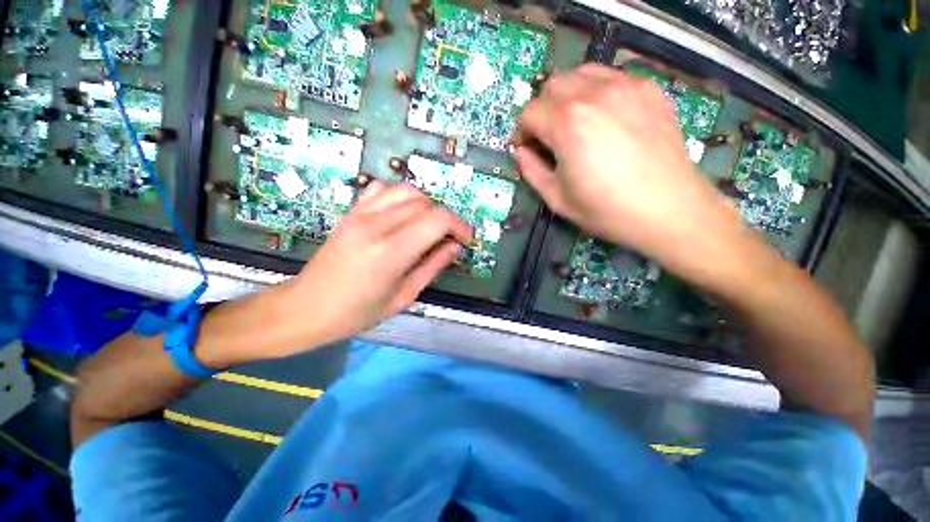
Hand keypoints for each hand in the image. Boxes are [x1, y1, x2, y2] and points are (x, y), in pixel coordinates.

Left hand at [281, 181, 472, 346]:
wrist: (306, 307)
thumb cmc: (357, 313)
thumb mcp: (404, 296)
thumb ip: (433, 266)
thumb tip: (455, 246)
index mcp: (391, 252)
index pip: (438, 220)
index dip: (460, 226)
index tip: (466, 240)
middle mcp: (377, 225)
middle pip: (426, 204)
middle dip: (446, 219)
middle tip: (448, 239)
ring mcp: (360, 215)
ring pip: (407, 191)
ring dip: (426, 206)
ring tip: (428, 226)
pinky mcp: (351, 212)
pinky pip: (382, 190)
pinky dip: (400, 198)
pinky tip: (402, 215)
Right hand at [513, 64, 740, 264]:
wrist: (669, 210)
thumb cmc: (607, 210)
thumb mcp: (557, 199)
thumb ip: (531, 171)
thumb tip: (520, 152)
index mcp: (568, 124)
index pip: (530, 112)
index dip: (521, 132)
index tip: (526, 149)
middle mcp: (595, 95)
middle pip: (552, 86)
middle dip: (541, 110)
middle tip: (546, 136)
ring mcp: (626, 87)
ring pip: (581, 73)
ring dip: (567, 96)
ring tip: (573, 123)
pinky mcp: (649, 90)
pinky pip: (612, 78)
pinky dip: (596, 92)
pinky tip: (603, 118)